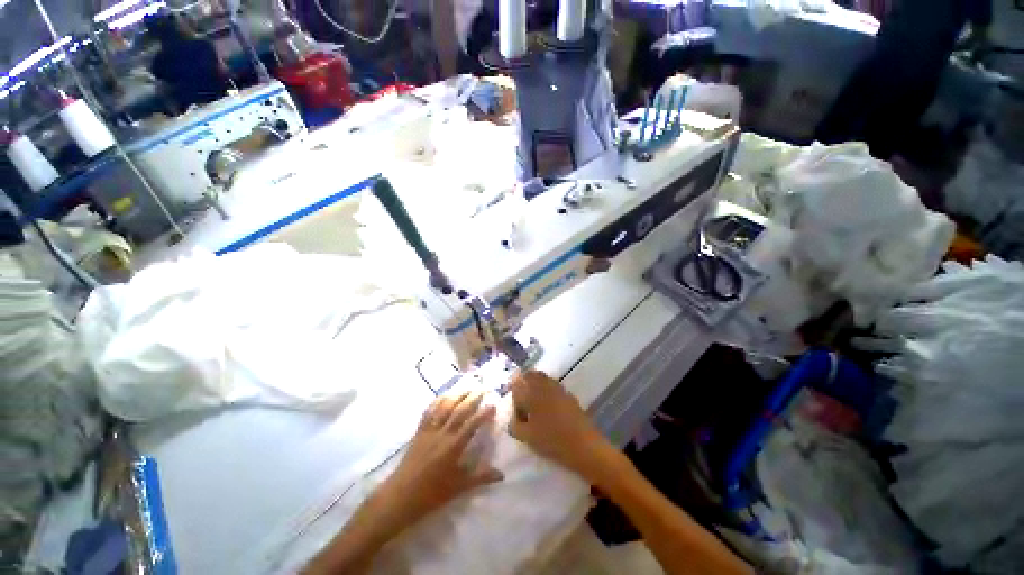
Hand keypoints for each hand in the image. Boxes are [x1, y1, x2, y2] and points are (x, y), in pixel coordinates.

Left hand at [375, 390, 503, 529]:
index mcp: (453, 446)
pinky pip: (429, 411)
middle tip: (483, 389)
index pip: (472, 424)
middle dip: (472, 398)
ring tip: (467, 387)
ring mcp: (429, 430)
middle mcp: (442, 434)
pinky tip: (444, 395)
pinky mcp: (419, 431)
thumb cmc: (432, 493)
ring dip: (457, 395)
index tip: (493, 404)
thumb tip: (502, 474)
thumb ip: (481, 477)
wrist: (401, 496)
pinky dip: (438, 401)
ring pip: (444, 406)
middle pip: (459, 410)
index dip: (483, 413)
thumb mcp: (459, 487)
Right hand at [508, 371, 613, 480]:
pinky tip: (551, 413)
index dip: (514, 395)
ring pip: (543, 381)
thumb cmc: (551, 440)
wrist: (585, 446)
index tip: (516, 411)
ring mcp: (559, 389)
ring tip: (537, 411)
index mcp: (532, 391)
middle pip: (531, 376)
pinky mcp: (570, 396)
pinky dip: (548, 395)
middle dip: (525, 386)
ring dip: (537, 390)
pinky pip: (554, 389)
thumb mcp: (526, 436)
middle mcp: (546, 384)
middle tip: (524, 406)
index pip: (517, 383)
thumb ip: (515, 424)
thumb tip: (515, 417)